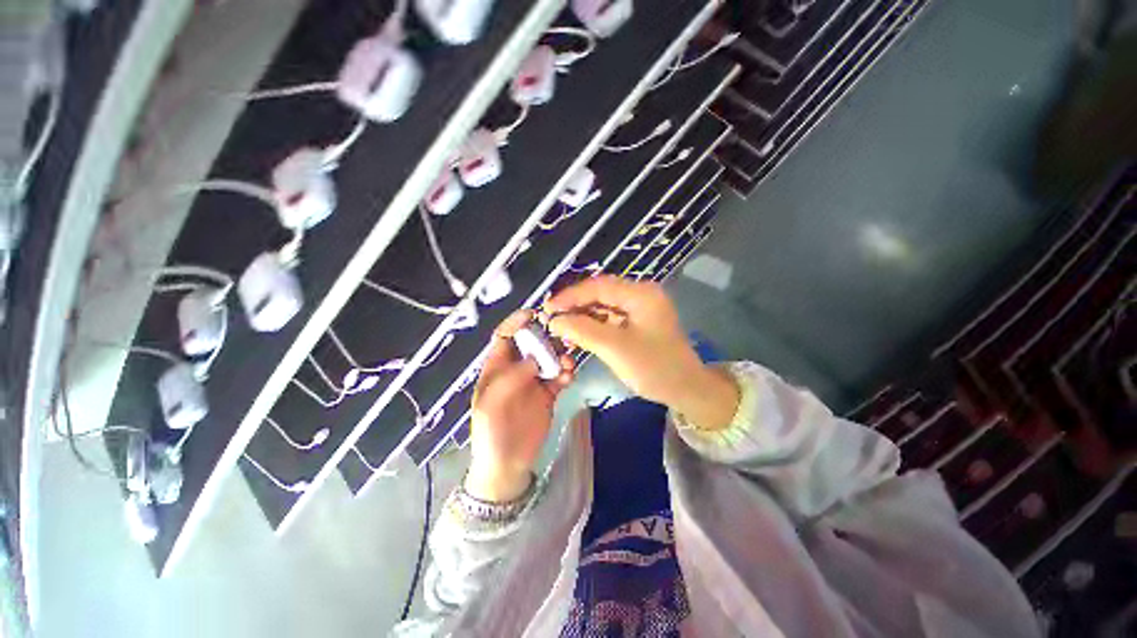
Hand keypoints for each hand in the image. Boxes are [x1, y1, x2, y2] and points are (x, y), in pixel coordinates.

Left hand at [466, 310, 574, 502]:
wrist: (508, 465)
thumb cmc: (491, 433)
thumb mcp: (490, 406)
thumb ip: (509, 379)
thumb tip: (534, 359)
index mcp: (496, 367)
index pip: (504, 337)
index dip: (516, 323)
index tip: (533, 314)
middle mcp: (516, 369)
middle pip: (532, 343)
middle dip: (545, 337)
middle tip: (560, 337)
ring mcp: (534, 380)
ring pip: (549, 357)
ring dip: (559, 355)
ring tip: (567, 362)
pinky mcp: (549, 393)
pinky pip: (560, 375)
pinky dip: (566, 372)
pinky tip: (568, 378)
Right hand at [544, 276, 738, 430]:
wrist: (686, 389)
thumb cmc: (654, 367)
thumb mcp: (615, 348)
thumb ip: (582, 330)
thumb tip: (555, 320)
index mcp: (640, 294)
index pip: (598, 286)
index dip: (570, 296)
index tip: (548, 308)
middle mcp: (640, 294)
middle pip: (600, 293)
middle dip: (575, 305)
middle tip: (551, 317)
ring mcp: (639, 308)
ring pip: (603, 305)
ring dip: (582, 315)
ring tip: (561, 327)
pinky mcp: (637, 322)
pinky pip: (610, 318)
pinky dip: (593, 325)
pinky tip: (578, 333)